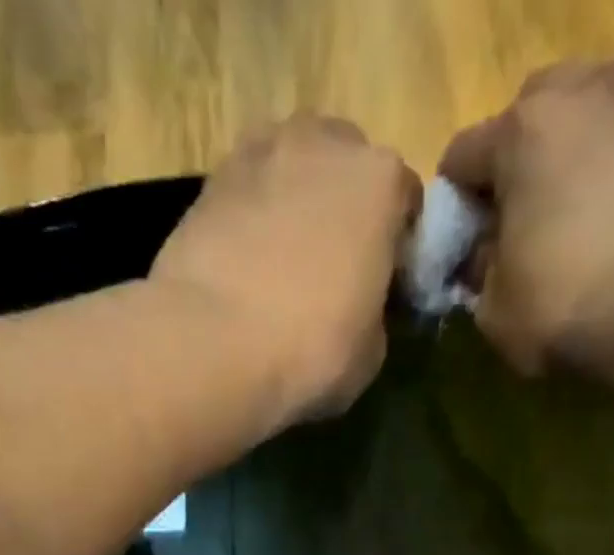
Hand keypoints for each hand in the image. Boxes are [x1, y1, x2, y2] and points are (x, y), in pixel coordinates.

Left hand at [152, 115, 420, 422]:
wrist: (212, 346)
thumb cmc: (310, 351)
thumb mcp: (370, 353)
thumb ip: (374, 313)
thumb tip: (359, 310)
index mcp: (380, 180)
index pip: (405, 202)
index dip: (396, 246)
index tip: (382, 285)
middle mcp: (323, 144)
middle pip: (345, 168)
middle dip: (343, 209)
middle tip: (330, 270)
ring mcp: (260, 153)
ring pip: (291, 171)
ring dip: (293, 205)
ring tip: (281, 265)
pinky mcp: (208, 181)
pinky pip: (246, 195)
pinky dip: (250, 220)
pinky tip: (242, 267)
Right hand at [440, 60, 613, 372]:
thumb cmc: (566, 306)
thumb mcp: (494, 311)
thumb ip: (479, 271)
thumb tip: (484, 256)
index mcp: (521, 132)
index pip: (463, 156)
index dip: (457, 205)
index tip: (466, 244)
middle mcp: (583, 93)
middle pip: (532, 109)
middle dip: (520, 157)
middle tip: (524, 216)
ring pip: (593, 107)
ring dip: (577, 147)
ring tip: (581, 205)